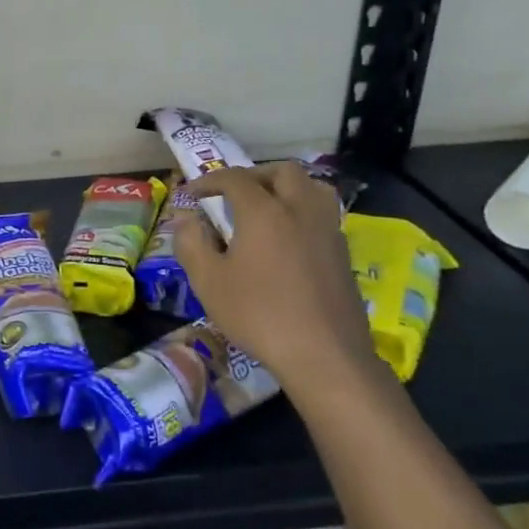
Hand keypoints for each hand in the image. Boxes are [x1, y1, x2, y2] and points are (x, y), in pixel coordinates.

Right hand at [175, 164, 375, 395]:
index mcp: (264, 211)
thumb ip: (191, 243)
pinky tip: (289, 238)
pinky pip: (323, 214)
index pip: (234, 178)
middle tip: (233, 193)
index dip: (209, 180)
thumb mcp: (208, 281)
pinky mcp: (344, 253)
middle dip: (254, 175)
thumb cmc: (259, 314)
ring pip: (312, 187)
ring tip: (267, 207)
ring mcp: (328, 230)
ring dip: (286, 187)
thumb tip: (185, 219)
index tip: (192, 194)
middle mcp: (300, 210)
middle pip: (282, 172)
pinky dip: (302, 211)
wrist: (325, 355)